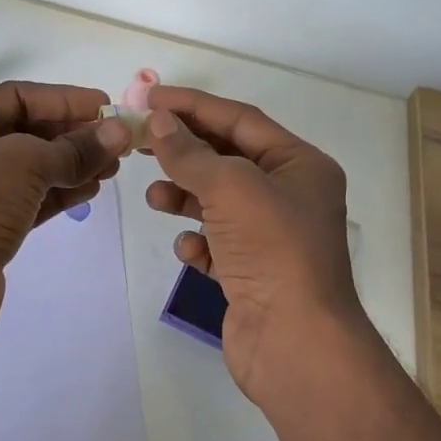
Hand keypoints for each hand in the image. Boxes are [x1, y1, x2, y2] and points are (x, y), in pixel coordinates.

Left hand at [0, 81, 132, 344]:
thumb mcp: (25, 163)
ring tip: (113, 166)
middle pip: (25, 132)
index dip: (63, 99)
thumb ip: (75, 148)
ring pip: (30, 169)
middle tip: (117, 140)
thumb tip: (120, 131)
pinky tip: (91, 189)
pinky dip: (59, 193)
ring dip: (72, 164)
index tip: (106, 106)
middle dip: (72, 134)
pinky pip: (29, 200)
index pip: (16, 97)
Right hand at [143, 87, 364, 403]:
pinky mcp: (252, 273)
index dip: (194, 106)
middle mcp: (290, 196)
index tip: (150, 98)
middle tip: (140, 142)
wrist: (296, 342)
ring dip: (184, 196)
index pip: (241, 120)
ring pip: (218, 202)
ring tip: (155, 197)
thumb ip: (190, 152)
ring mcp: (271, 237)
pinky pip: (217, 243)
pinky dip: (199, 241)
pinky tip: (190, 250)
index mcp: (300, 165)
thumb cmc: (272, 250)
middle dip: (185, 151)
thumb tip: (160, 121)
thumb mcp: (230, 187)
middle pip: (227, 159)